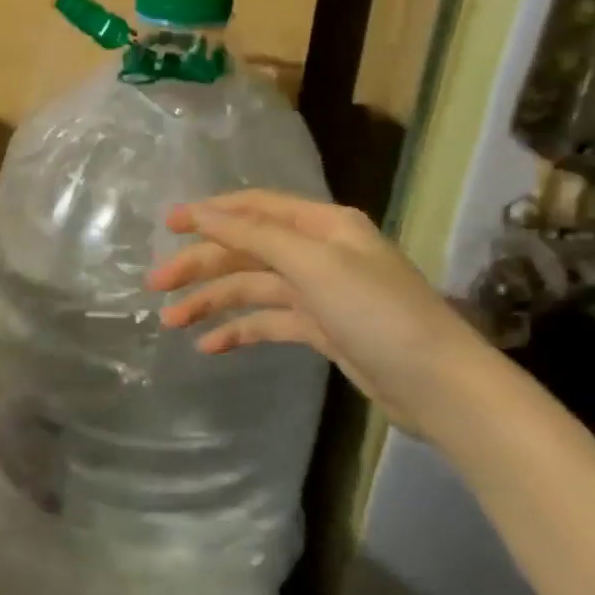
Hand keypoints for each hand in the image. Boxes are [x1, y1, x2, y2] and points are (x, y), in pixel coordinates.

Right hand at [144, 191, 495, 437]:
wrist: (439, 386)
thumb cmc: (377, 313)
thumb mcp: (314, 265)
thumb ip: (255, 235)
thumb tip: (203, 212)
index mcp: (322, 226)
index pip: (254, 208)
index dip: (209, 213)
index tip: (166, 226)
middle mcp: (319, 251)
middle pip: (246, 249)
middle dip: (200, 265)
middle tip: (154, 285)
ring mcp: (320, 291)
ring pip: (252, 287)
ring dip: (211, 302)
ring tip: (170, 322)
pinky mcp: (321, 328)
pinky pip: (268, 321)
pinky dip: (239, 330)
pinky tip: (209, 346)